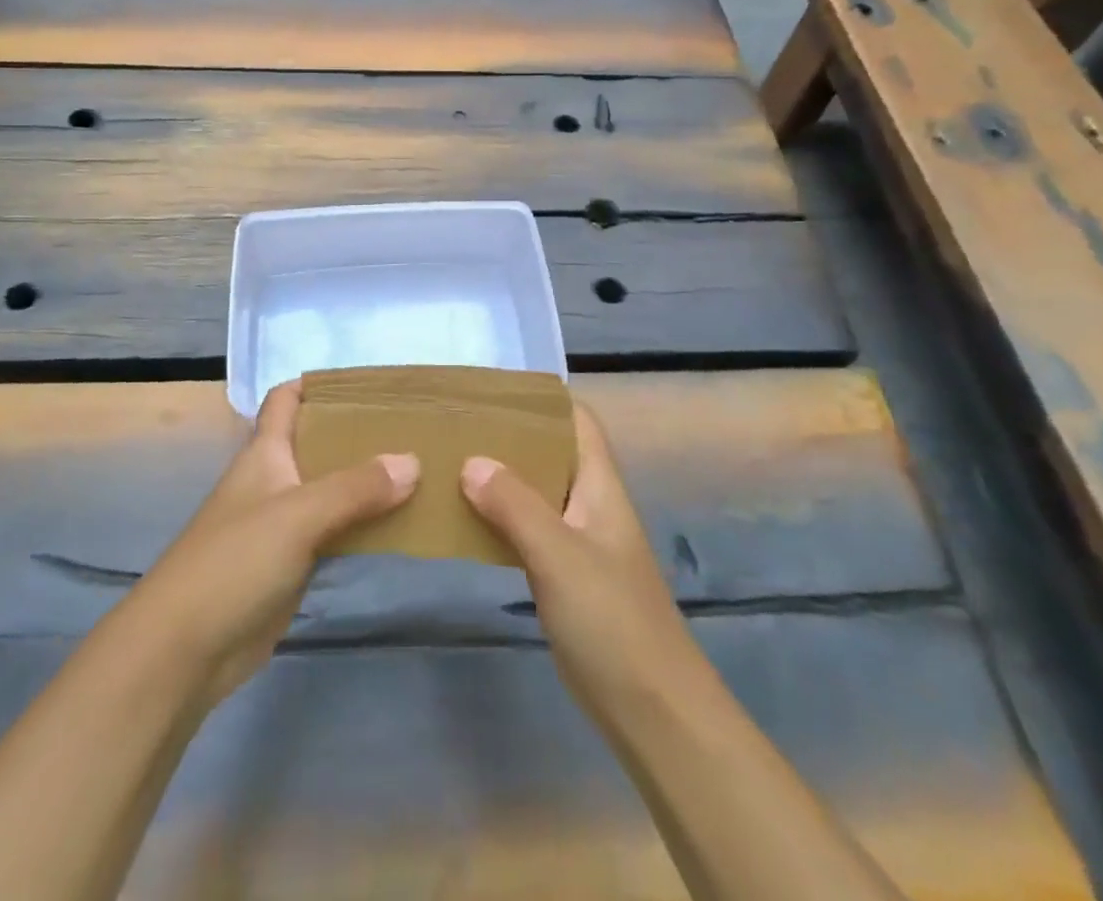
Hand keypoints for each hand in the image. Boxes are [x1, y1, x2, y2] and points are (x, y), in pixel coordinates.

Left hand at [117, 378, 418, 704]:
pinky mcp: (290, 565)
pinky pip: (333, 533)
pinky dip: (361, 525)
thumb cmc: (234, 563)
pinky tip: (397, 524)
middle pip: (317, 443)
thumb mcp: (298, 515)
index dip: (319, 384)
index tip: (369, 383)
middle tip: (411, 427)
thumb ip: (355, 488)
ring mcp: (281, 525)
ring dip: (365, 482)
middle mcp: (274, 480)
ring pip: (330, 490)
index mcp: (265, 453)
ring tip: (419, 470)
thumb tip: (413, 461)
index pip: (286, 399)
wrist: (183, 651)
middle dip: (358, 434)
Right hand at [461, 401, 704, 719]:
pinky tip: (464, 521)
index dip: (542, 400)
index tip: (491, 391)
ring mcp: (578, 542)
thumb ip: (515, 505)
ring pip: (535, 493)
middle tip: (457, 426)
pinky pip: (527, 531)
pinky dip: (499, 519)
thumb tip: (470, 461)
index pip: (577, 421)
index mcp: (600, 485)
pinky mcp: (565, 577)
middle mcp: (590, 503)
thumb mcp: (559, 555)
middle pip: (551, 453)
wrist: (652, 711)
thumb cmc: (612, 620)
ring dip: (499, 479)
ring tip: (450, 464)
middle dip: (509, 437)